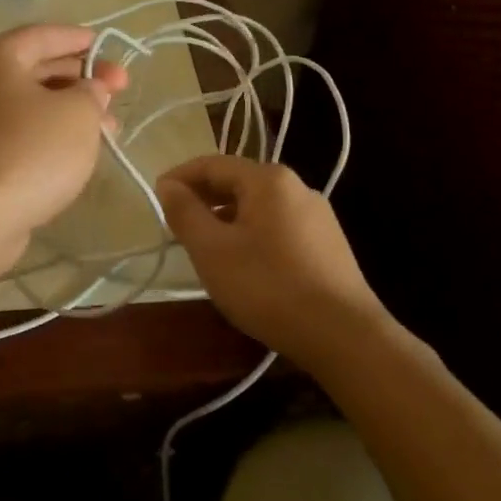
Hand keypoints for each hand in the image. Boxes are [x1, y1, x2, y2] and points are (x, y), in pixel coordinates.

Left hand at [0, 24, 128, 263]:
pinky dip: (51, 134)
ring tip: (110, 129)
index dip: (81, 40)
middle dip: (82, 78)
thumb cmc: (29, 152)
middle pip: (38, 68)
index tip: (110, 50)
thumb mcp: (77, 114)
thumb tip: (90, 90)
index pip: (45, 35)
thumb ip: (92, 92)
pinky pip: (22, 132)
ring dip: (72, 110)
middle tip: (120, 92)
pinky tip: (78, 151)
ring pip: (32, 104)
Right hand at [157, 155, 389, 366]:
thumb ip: (185, 212)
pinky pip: (278, 227)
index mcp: (268, 179)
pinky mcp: (329, 245)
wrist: (344, 336)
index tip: (155, 196)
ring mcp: (318, 216)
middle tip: (176, 224)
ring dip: (227, 219)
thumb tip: (168, 185)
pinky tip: (245, 265)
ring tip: (206, 247)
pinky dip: (252, 235)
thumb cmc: (268, 286)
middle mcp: (297, 187)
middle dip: (203, 199)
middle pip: (238, 182)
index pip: (212, 164)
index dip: (180, 177)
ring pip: (259, 207)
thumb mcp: (212, 250)